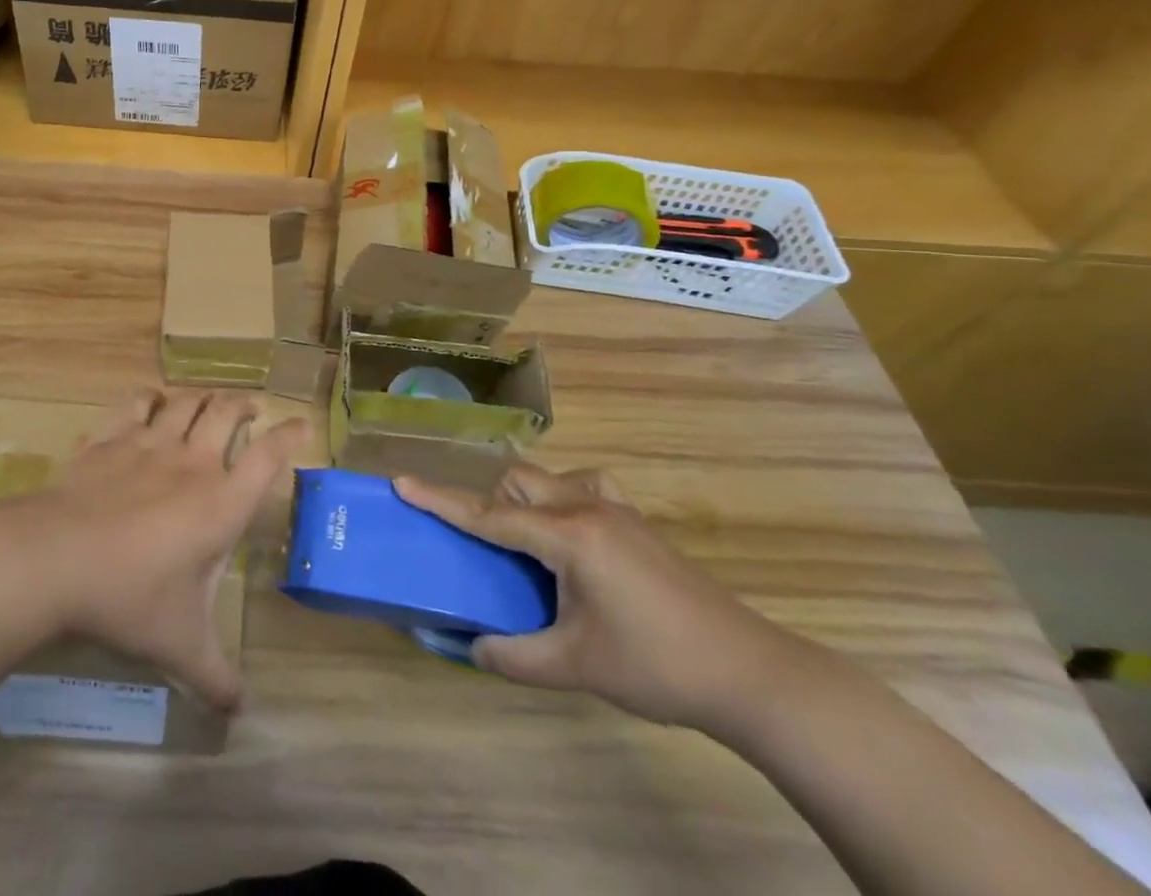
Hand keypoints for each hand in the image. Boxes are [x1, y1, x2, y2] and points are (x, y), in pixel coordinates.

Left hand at [0, 391, 307, 712]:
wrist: (56, 558)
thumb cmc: (130, 597)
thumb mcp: (180, 646)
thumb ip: (215, 676)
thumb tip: (240, 711)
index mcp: (221, 503)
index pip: (268, 457)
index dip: (289, 436)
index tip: (301, 426)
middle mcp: (192, 462)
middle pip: (227, 413)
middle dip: (244, 405)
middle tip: (250, 408)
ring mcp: (149, 443)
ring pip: (186, 401)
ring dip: (202, 396)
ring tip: (208, 400)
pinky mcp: (111, 437)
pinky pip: (136, 403)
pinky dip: (149, 397)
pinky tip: (151, 401)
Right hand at [398, 463, 810, 734]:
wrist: (749, 673)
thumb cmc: (657, 667)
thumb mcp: (577, 668)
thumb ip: (515, 656)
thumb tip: (471, 646)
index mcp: (567, 537)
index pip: (489, 515)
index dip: (441, 501)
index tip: (401, 482)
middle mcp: (586, 507)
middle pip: (517, 481)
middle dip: (490, 503)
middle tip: (489, 551)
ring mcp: (615, 509)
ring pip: (549, 478)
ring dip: (525, 499)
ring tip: (529, 546)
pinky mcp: (636, 521)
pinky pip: (583, 488)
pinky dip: (562, 501)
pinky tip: (572, 538)